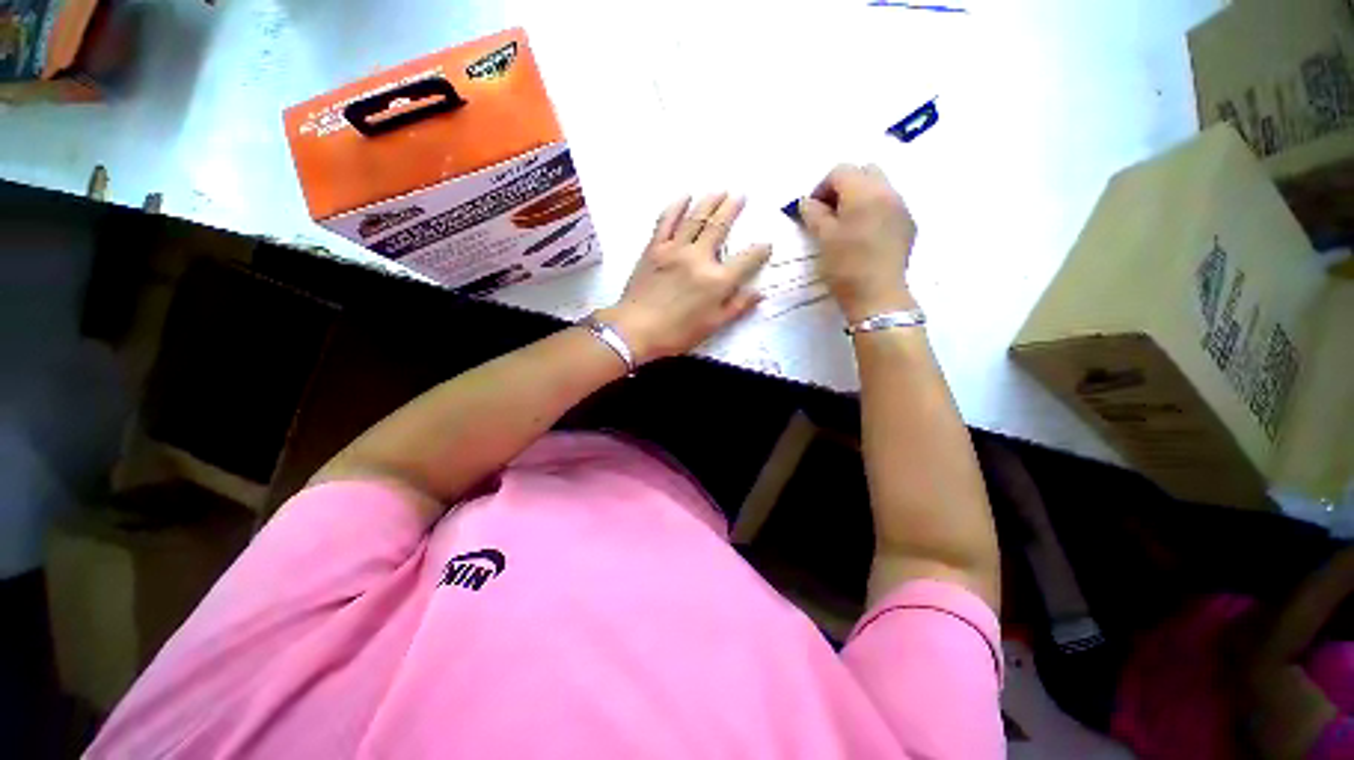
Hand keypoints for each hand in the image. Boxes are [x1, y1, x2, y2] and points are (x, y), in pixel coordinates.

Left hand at [598, 193, 770, 363]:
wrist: (636, 330)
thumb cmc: (677, 333)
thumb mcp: (713, 326)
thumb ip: (737, 307)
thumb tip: (759, 293)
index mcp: (717, 280)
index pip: (746, 260)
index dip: (760, 251)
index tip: (766, 245)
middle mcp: (699, 258)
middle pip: (720, 227)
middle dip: (733, 209)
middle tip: (740, 195)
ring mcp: (675, 249)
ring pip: (696, 218)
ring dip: (709, 202)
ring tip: (719, 191)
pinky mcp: (654, 248)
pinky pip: (666, 221)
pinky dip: (676, 206)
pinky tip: (684, 196)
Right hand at [799, 164, 917, 322]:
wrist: (878, 296)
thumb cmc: (845, 266)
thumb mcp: (823, 239)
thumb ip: (813, 214)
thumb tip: (807, 202)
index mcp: (864, 191)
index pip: (840, 171)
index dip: (821, 187)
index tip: (812, 210)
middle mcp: (888, 191)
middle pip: (864, 172)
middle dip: (844, 186)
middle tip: (829, 212)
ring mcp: (902, 208)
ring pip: (879, 187)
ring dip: (860, 197)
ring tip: (846, 224)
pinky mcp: (908, 225)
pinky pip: (889, 204)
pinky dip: (874, 209)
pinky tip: (864, 234)